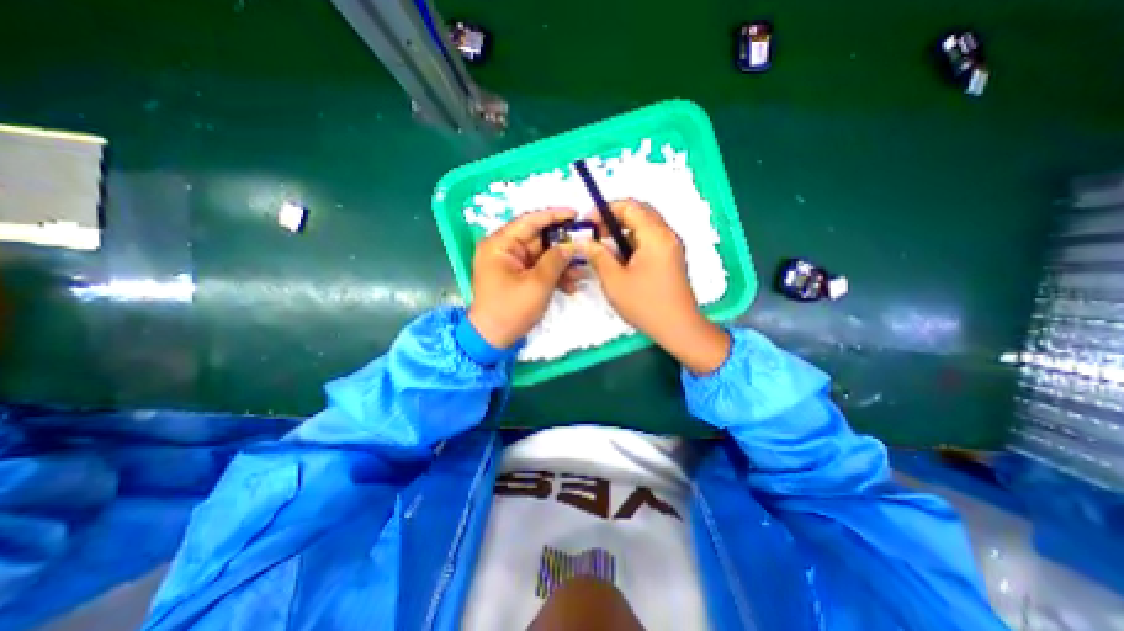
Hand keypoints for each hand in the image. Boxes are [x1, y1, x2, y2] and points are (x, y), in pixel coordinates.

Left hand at [467, 208, 579, 349]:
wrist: (493, 339)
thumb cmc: (511, 310)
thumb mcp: (537, 284)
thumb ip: (556, 261)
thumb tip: (571, 245)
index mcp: (500, 244)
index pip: (529, 221)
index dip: (554, 216)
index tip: (575, 214)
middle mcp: (504, 249)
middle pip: (538, 239)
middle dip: (562, 245)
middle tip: (585, 245)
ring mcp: (511, 264)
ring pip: (542, 256)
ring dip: (561, 264)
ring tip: (582, 271)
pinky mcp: (518, 277)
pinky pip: (538, 269)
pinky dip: (554, 276)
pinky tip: (571, 285)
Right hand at [580, 200, 728, 371]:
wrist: (678, 328)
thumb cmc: (645, 304)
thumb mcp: (614, 280)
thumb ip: (597, 256)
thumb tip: (582, 240)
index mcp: (655, 235)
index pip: (629, 206)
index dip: (605, 209)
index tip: (588, 223)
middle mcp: (667, 234)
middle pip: (639, 212)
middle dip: (614, 218)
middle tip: (595, 233)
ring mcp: (672, 246)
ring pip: (645, 226)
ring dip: (623, 230)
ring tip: (605, 247)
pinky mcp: (671, 257)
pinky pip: (650, 239)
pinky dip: (633, 241)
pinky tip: (621, 259)